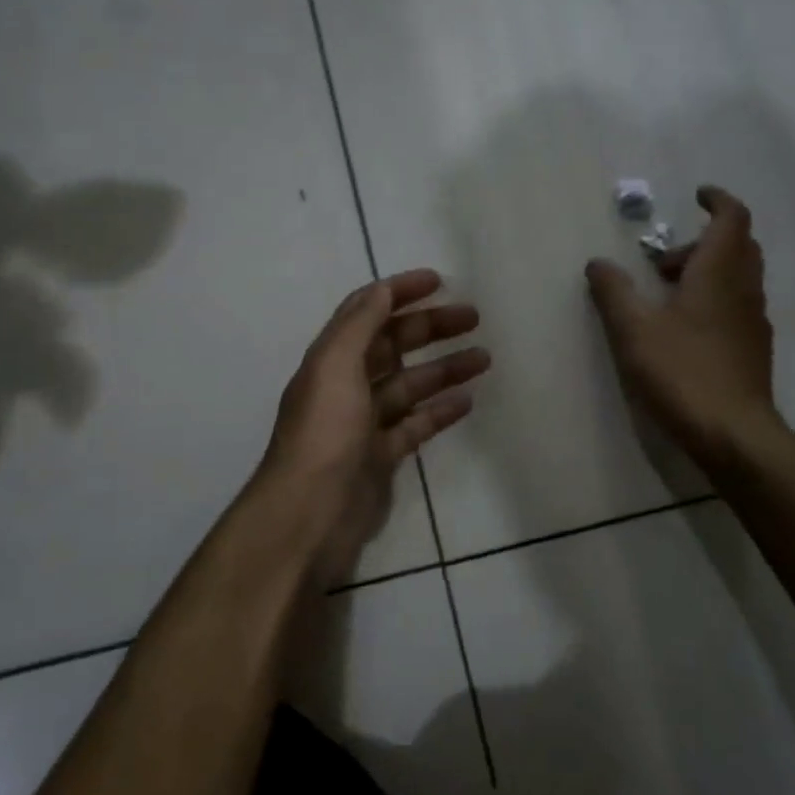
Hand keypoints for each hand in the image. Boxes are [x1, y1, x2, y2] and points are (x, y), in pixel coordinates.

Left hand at [260, 269, 487, 584]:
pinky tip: (468, 400)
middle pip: (393, 345)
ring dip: (444, 368)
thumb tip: (383, 288)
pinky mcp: (380, 457)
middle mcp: (346, 385)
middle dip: (430, 328)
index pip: (367, 312)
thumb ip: (359, 324)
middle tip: (474, 318)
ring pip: (410, 385)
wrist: (310, 513)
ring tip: (485, 357)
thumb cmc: (324, 432)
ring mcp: (364, 423)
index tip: (439, 282)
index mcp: (332, 359)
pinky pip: (415, 425)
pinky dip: (439, 411)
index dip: (400, 292)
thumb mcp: (335, 366)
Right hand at [586, 186, 780, 468]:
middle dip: (703, 241)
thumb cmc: (683, 372)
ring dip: (706, 272)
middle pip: (738, 246)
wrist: (733, 434)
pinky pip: (735, 305)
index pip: (732, 219)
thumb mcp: (634, 329)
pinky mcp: (753, 350)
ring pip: (738, 277)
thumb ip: (614, 292)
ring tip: (665, 295)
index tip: (696, 195)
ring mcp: (753, 321)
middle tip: (662, 259)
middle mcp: (744, 290)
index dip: (717, 201)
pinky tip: (683, 328)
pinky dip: (713, 298)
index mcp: (719, 273)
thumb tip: (597, 263)